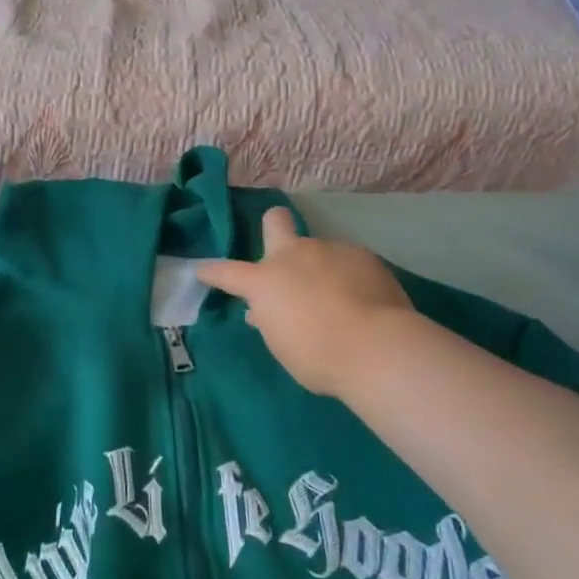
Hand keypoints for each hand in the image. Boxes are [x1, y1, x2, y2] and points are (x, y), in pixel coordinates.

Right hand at [197, 209, 417, 401]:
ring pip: (319, 250)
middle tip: (283, 250)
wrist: (377, 348)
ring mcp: (330, 251)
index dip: (211, 272)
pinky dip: (349, 278)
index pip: (225, 272)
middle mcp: (293, 256)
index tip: (201, 270)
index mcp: (263, 281)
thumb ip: (270, 321)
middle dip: (273, 227)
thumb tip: (262, 311)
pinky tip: (363, 300)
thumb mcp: (281, 345)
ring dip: (320, 268)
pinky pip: (348, 263)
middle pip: (275, 220)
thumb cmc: (318, 357)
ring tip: (339, 298)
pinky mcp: (364, 256)